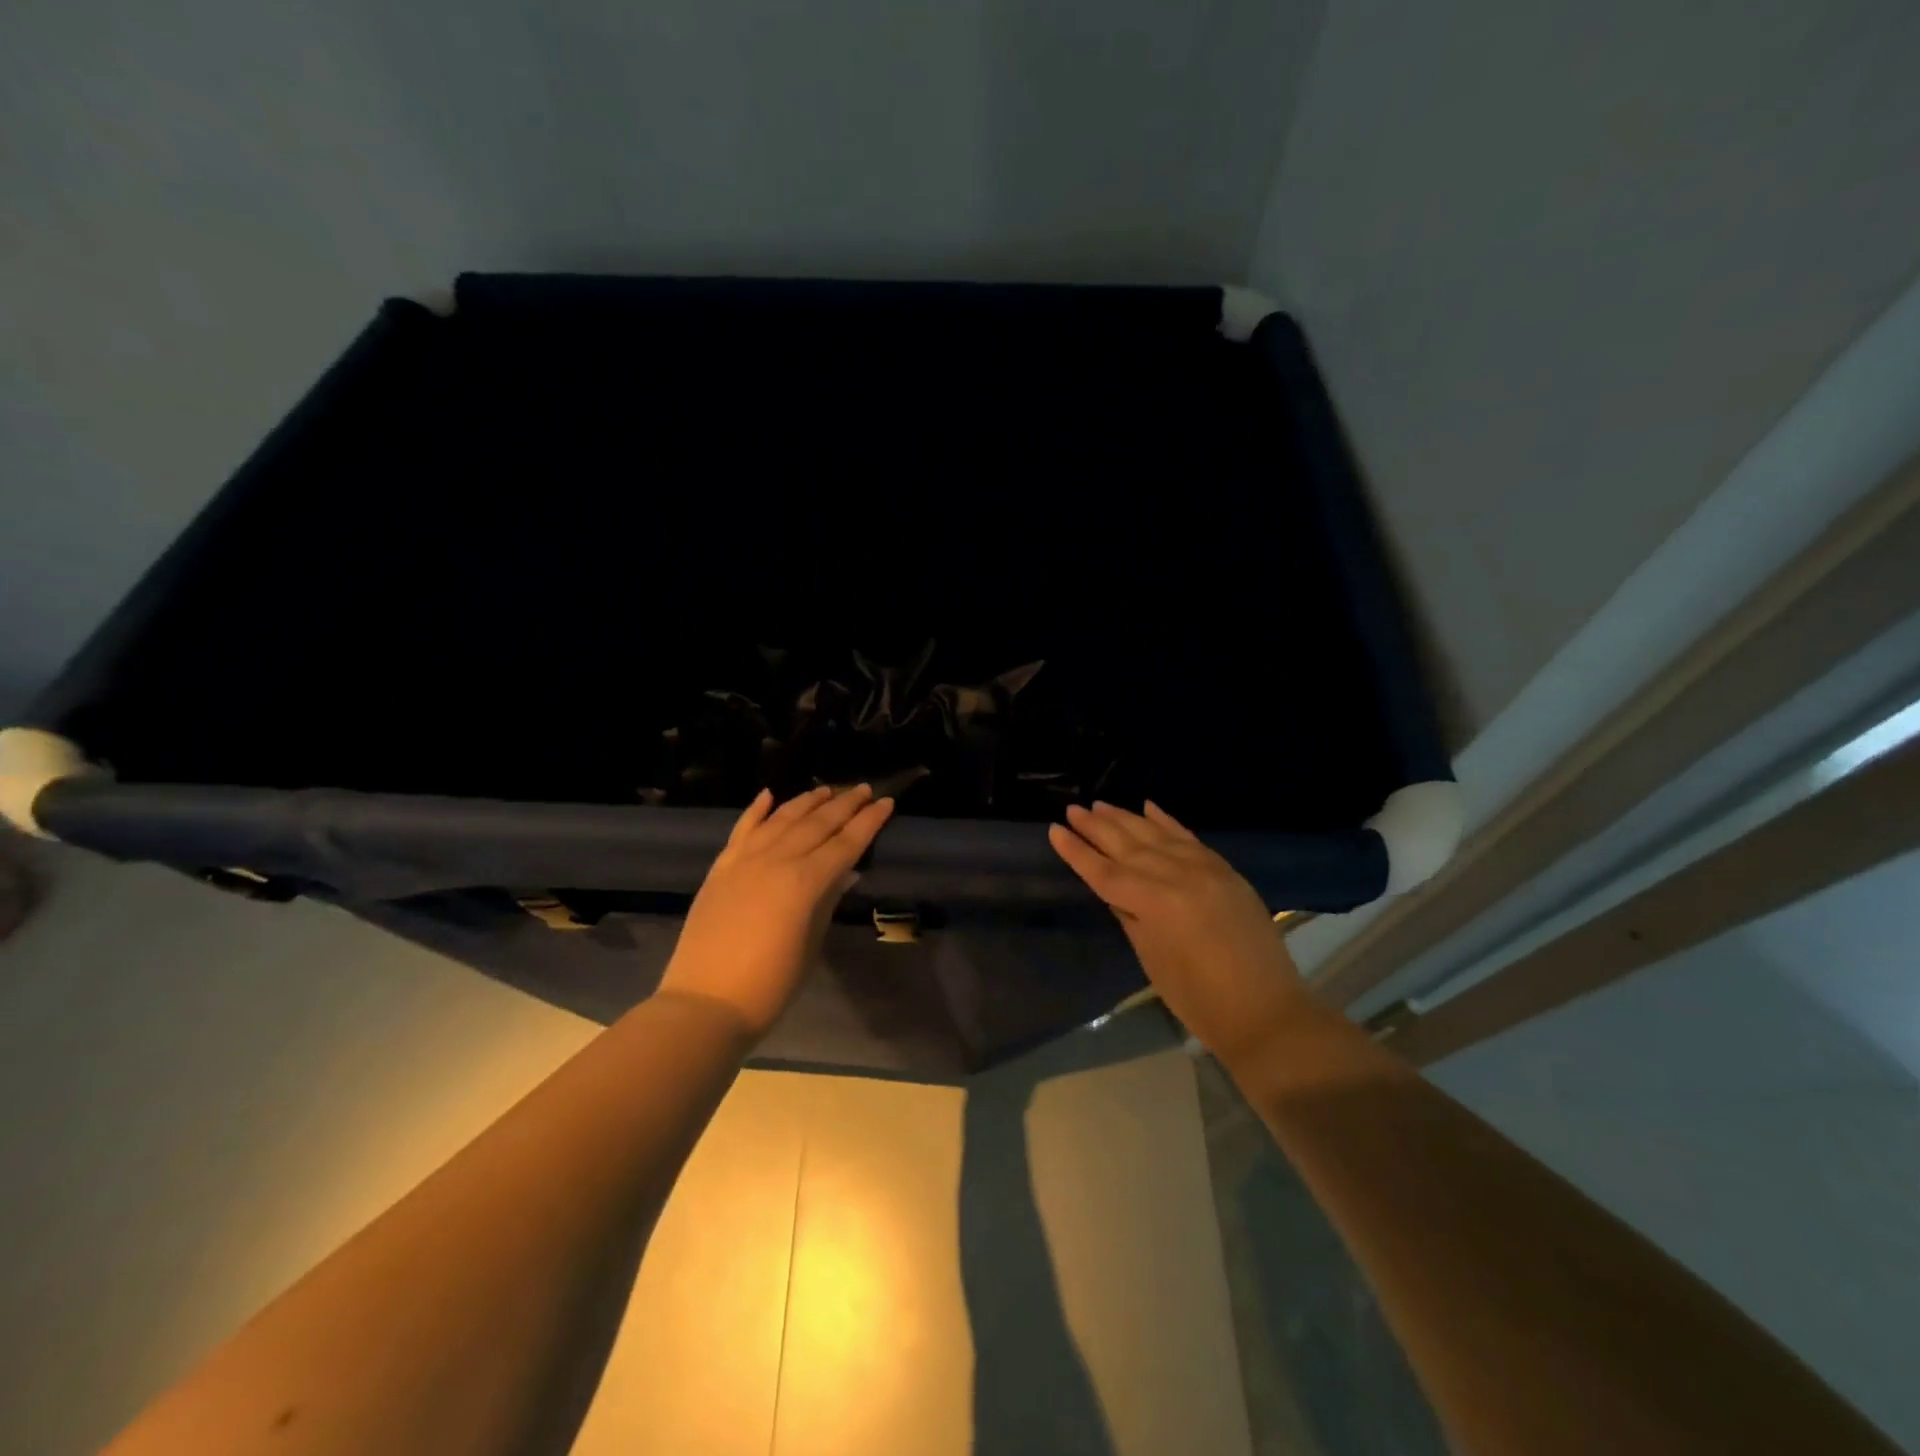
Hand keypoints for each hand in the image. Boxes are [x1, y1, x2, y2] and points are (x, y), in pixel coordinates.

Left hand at [660, 784, 894, 1039]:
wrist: (705, 1003)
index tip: (886, 802)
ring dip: (806, 801)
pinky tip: (769, 795)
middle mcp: (776, 860)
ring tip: (826, 789)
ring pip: (782, 818)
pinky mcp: (721, 868)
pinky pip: (742, 829)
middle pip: (817, 823)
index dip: (868, 822)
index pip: (845, 843)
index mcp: (805, 882)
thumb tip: (846, 872)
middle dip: (844, 804)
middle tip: (863, 789)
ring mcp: (745, 860)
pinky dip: (757, 810)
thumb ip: (827, 901)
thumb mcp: (810, 944)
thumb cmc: (770, 985)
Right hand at [1049, 801, 1309, 1062]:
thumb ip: (1129, 916)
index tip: (1054, 830)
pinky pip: (1189, 837)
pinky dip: (1166, 820)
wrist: (1265, 1010)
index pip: (1104, 871)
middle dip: (1096, 827)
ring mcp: (1204, 869)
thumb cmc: (1198, 998)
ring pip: (1156, 835)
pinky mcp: (1225, 870)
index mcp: (1154, 903)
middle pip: (1127, 846)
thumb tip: (1113, 890)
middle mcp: (1177, 876)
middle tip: (1073, 810)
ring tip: (1100, 804)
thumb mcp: (1151, 958)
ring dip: (1125, 818)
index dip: (1077, 852)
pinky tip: (1148, 806)